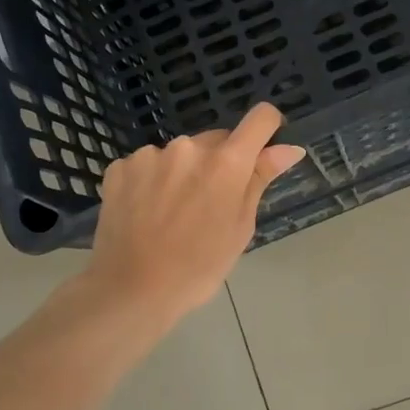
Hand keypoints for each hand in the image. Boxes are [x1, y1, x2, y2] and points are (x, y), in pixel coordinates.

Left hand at [87, 102, 306, 319]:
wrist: (132, 289)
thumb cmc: (199, 267)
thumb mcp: (240, 227)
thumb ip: (260, 179)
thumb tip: (289, 148)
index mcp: (226, 164)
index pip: (260, 119)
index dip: (268, 127)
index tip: (264, 147)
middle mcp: (189, 147)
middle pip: (216, 140)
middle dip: (220, 163)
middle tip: (210, 204)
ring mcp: (150, 155)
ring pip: (180, 154)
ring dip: (183, 172)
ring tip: (173, 213)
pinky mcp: (120, 167)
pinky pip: (147, 165)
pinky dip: (151, 181)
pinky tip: (146, 212)